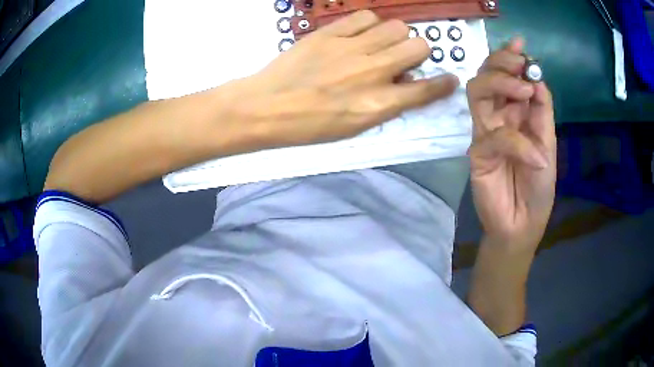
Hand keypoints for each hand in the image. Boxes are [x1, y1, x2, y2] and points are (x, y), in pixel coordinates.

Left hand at [232, 10, 458, 145]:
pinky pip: (366, 16)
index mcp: (378, 104)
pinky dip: (369, 24)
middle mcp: (372, 72)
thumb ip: (386, 106)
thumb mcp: (353, 129)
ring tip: (378, 45)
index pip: (426, 90)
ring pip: (397, 26)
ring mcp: (352, 48)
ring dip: (394, 36)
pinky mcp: (331, 33)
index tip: (449, 79)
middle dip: (416, 53)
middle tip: (400, 59)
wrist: (266, 107)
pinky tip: (358, 35)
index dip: (443, 84)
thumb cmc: (309, 126)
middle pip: (419, 46)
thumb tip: (403, 84)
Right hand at [467, 38, 556, 249]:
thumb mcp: (548, 144)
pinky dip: (517, 143)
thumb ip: (542, 112)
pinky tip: (536, 157)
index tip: (520, 44)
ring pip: (478, 92)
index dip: (510, 57)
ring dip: (499, 83)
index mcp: (517, 112)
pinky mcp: (476, 152)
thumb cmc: (539, 187)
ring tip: (523, 90)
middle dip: (501, 63)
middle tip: (519, 63)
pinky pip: (494, 136)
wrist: (522, 223)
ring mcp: (485, 132)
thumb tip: (536, 79)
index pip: (507, 77)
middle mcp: (499, 116)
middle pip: (487, 76)